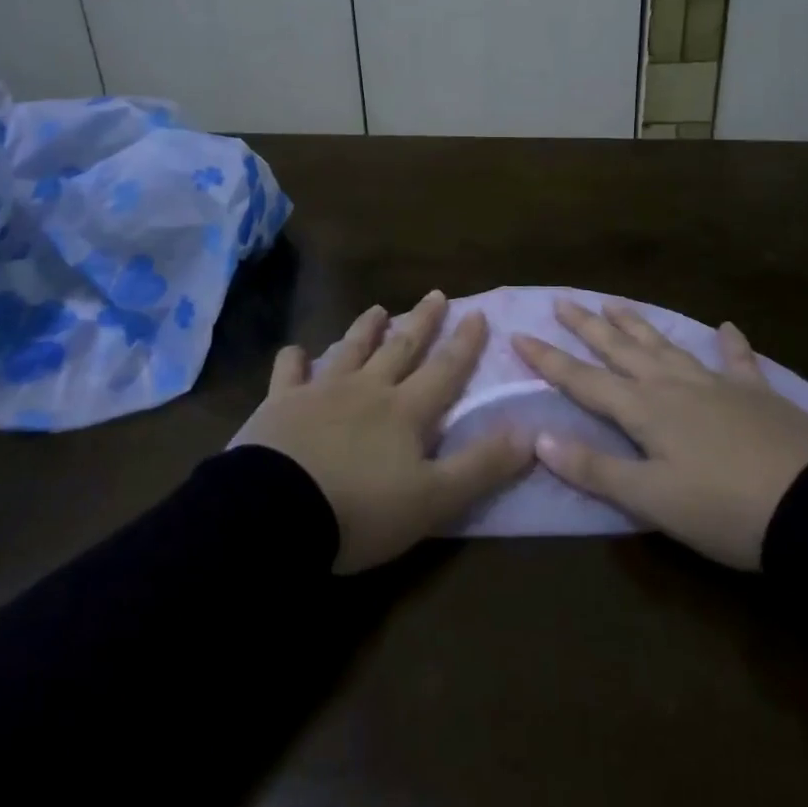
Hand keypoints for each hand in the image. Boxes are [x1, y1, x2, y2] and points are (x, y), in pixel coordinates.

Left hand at [233, 291, 532, 573]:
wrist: (278, 512)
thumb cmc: (362, 510)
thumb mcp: (434, 498)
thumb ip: (481, 465)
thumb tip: (529, 432)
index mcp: (406, 411)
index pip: (445, 370)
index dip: (465, 344)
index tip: (478, 313)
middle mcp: (368, 389)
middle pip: (401, 348)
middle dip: (422, 322)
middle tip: (436, 294)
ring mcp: (322, 391)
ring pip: (350, 350)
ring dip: (366, 329)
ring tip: (378, 308)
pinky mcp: (281, 403)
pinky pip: (288, 373)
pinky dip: (294, 360)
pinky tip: (295, 351)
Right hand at [514, 302, 807, 569]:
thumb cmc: (725, 510)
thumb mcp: (652, 500)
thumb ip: (595, 469)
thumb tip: (539, 437)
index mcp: (645, 411)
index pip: (584, 380)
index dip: (549, 360)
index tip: (519, 335)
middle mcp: (673, 386)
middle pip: (621, 350)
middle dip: (588, 327)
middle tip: (564, 301)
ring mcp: (717, 384)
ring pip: (667, 346)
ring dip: (638, 325)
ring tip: (615, 304)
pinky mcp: (757, 394)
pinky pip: (738, 361)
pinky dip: (731, 344)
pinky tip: (727, 328)